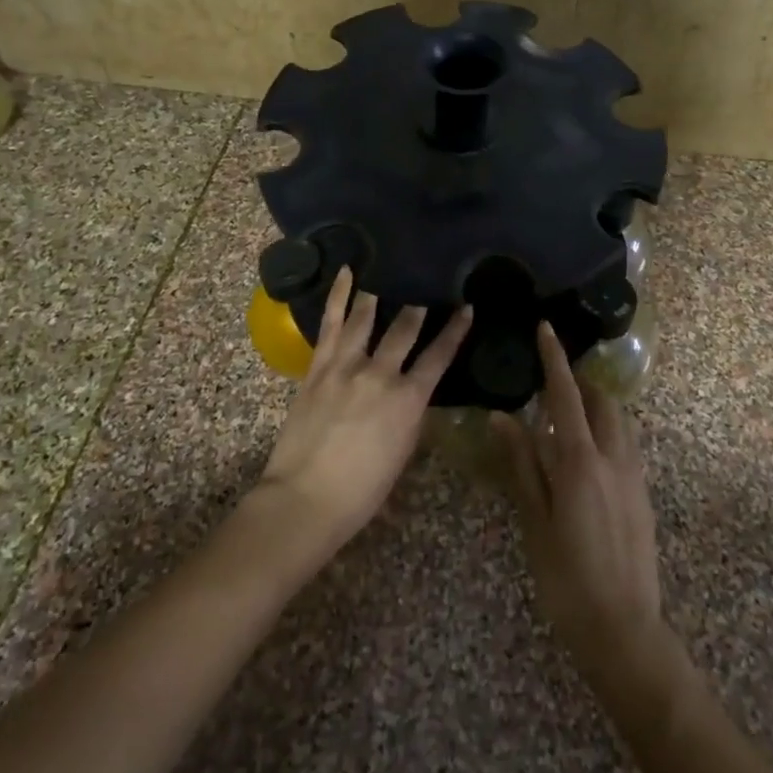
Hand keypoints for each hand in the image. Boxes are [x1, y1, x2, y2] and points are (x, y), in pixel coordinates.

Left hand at [258, 267, 471, 549]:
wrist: (306, 499)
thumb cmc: (361, 491)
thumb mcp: (401, 453)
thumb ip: (408, 416)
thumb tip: (411, 394)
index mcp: (409, 400)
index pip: (439, 356)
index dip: (455, 330)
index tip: (466, 308)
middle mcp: (381, 374)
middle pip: (404, 330)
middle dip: (417, 310)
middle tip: (423, 295)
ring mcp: (346, 366)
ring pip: (366, 319)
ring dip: (379, 297)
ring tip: (386, 279)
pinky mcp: (318, 367)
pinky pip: (331, 324)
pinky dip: (338, 296)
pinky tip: (346, 273)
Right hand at [496, 323, 664, 674]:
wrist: (625, 631)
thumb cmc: (567, 579)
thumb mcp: (535, 522)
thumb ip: (522, 465)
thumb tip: (503, 417)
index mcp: (581, 462)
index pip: (566, 396)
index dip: (555, 360)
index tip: (546, 329)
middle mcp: (614, 459)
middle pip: (602, 401)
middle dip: (581, 380)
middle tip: (554, 377)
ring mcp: (635, 477)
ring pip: (620, 421)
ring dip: (598, 404)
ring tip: (571, 409)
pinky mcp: (644, 496)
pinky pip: (628, 444)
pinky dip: (609, 429)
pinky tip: (588, 451)